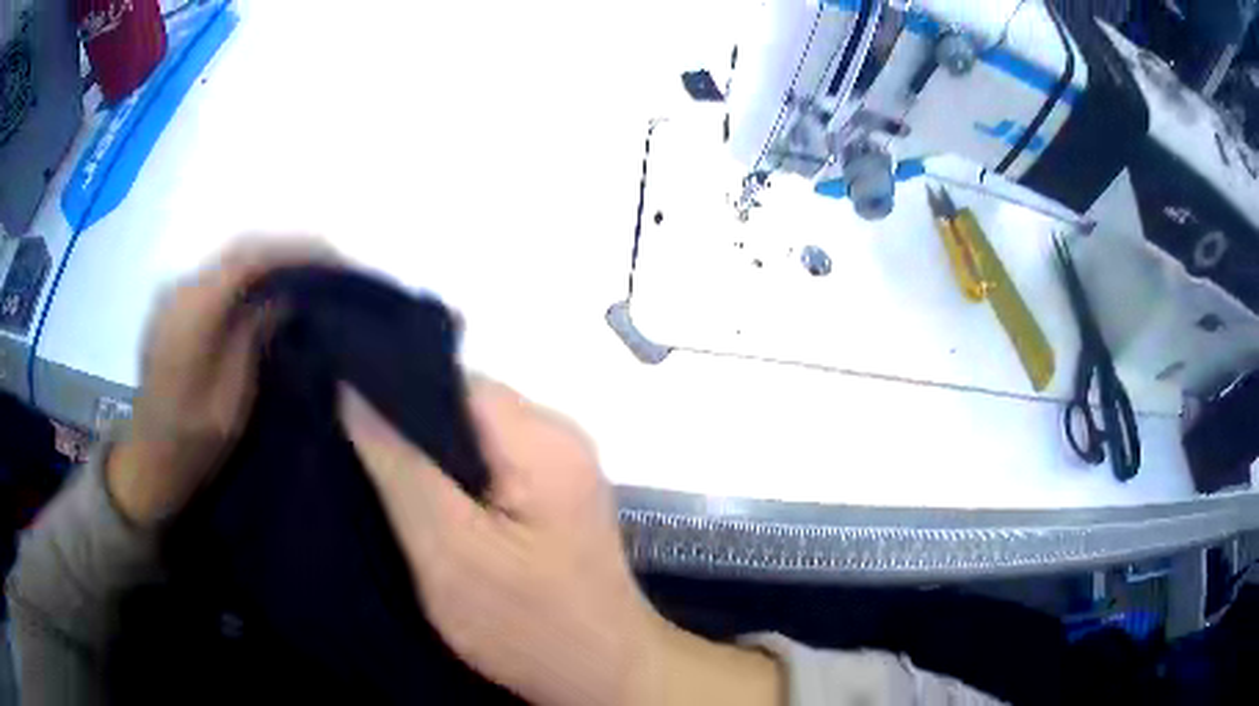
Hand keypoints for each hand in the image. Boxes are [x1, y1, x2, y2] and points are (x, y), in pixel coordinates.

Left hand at [107, 238, 335, 526]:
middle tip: (330, 265)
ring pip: (229, 259)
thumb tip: (285, 297)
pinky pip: (218, 276)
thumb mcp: (232, 400)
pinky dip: (248, 275)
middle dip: (288, 251)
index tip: (336, 262)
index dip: (296, 252)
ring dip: (269, 260)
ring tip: (306, 273)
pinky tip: (267, 289)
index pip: (251, 259)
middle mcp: (181, 289)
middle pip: (241, 250)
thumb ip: (254, 339)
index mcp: (193, 311)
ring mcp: (174, 294)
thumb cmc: (193, 441)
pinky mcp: (174, 305)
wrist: (150, 459)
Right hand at [339, 378, 781, 705]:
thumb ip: (398, 465)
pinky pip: (489, 464)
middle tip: (348, 444)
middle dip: (404, 423)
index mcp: (539, 435)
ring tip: (374, 471)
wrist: (604, 676)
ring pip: (472, 436)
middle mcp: (557, 434)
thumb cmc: (528, 625)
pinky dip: (451, 477)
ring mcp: (560, 466)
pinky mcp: (554, 496)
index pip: (450, 378)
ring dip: (425, 453)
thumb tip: (353, 390)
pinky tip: (418, 499)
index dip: (391, 387)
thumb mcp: (448, 550)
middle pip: (461, 404)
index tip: (337, 403)